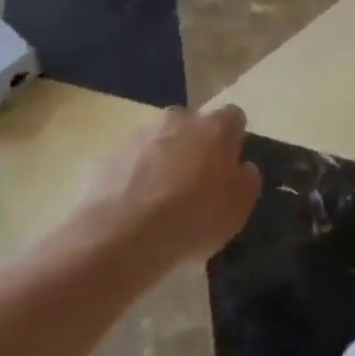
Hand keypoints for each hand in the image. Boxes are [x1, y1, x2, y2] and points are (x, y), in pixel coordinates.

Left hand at [81, 106, 258, 264]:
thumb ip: (247, 179)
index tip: (230, 167)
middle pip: (193, 126)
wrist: (120, 237)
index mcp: (215, 126)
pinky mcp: (107, 158)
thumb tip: (241, 168)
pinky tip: (135, 210)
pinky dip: (135, 179)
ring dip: (164, 161)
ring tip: (161, 201)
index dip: (233, 141)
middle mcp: (178, 120)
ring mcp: (139, 136)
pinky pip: (131, 164)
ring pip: (160, 142)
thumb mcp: (240, 207)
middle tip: (195, 182)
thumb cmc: (193, 218)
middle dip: (195, 146)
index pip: (233, 118)